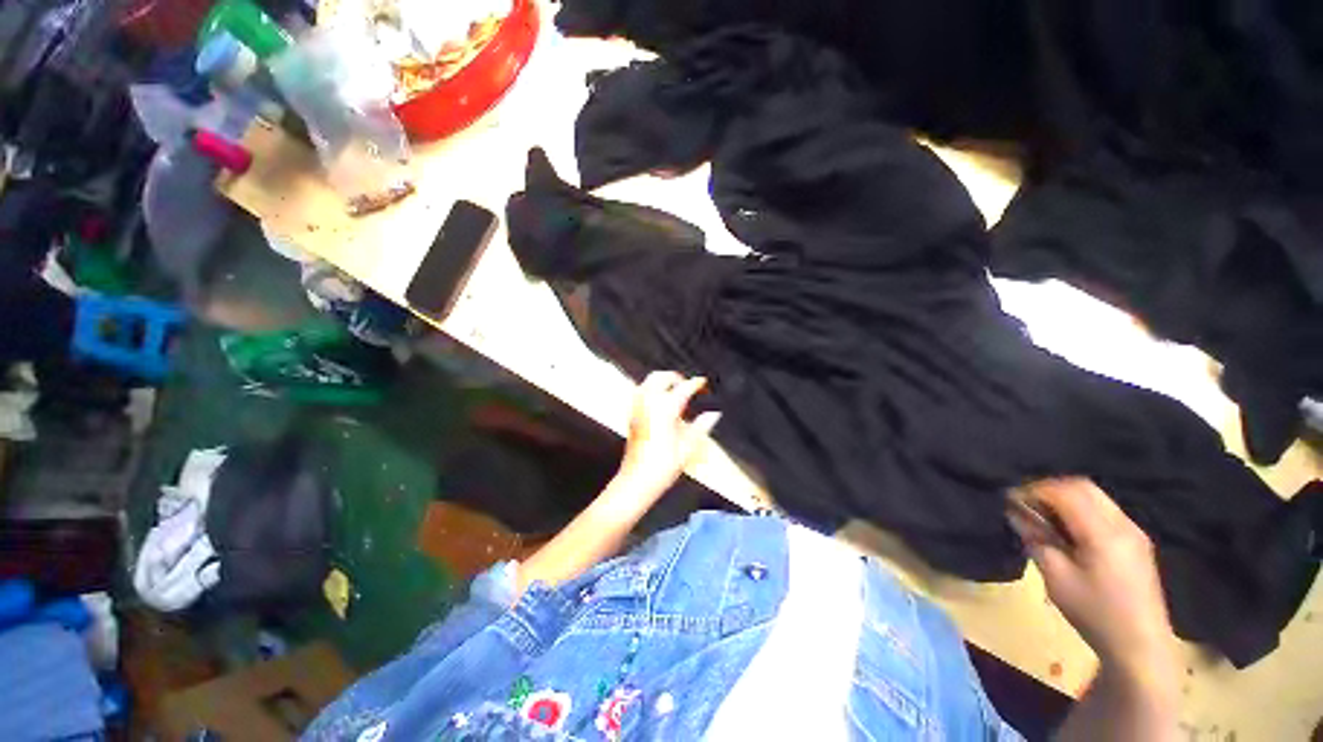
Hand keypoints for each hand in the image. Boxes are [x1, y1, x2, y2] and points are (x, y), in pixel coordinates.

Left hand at [616, 371, 720, 498]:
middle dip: (675, 377)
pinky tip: (659, 402)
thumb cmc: (664, 465)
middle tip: (687, 385)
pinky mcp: (631, 415)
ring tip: (674, 391)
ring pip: (648, 381)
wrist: (637, 480)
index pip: (684, 387)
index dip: (696, 383)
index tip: (703, 383)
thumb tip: (714, 414)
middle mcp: (649, 403)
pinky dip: (651, 389)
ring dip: (661, 381)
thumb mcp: (689, 446)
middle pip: (661, 377)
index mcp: (666, 408)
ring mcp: (637, 408)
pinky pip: (640, 392)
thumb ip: (702, 426)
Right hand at [1008, 479, 1177, 684]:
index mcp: (1103, 533)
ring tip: (1042, 515)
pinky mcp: (1136, 541)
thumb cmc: (1095, 613)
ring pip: (1095, 496)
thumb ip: (1036, 540)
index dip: (1033, 490)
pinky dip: (1080, 508)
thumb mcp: (1057, 578)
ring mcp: (1133, 531)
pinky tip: (1067, 528)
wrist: (1141, 645)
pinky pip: (1104, 509)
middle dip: (1049, 489)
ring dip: (1065, 497)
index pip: (1065, 492)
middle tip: (1025, 504)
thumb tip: (1015, 513)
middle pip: (1083, 486)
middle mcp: (1122, 524)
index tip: (1010, 500)